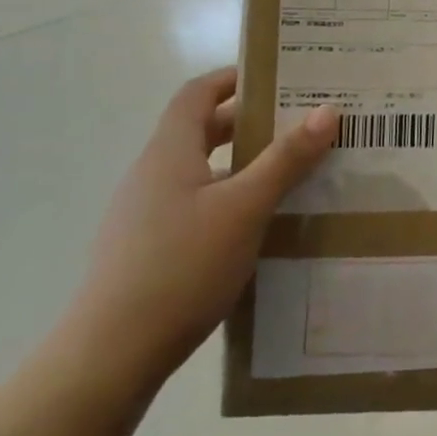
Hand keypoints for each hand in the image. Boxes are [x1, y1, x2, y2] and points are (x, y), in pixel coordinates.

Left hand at [58, 68, 337, 402]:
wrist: (109, 358)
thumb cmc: (180, 267)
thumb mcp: (244, 208)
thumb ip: (286, 159)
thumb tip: (328, 110)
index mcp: (170, 152)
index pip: (197, 94)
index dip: (232, 79)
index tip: (275, 77)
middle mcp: (152, 175)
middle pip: (200, 131)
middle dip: (247, 122)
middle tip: (296, 124)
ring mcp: (144, 215)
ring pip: (199, 172)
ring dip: (240, 164)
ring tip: (287, 174)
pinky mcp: (146, 250)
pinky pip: (193, 206)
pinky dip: (226, 200)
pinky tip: (255, 227)